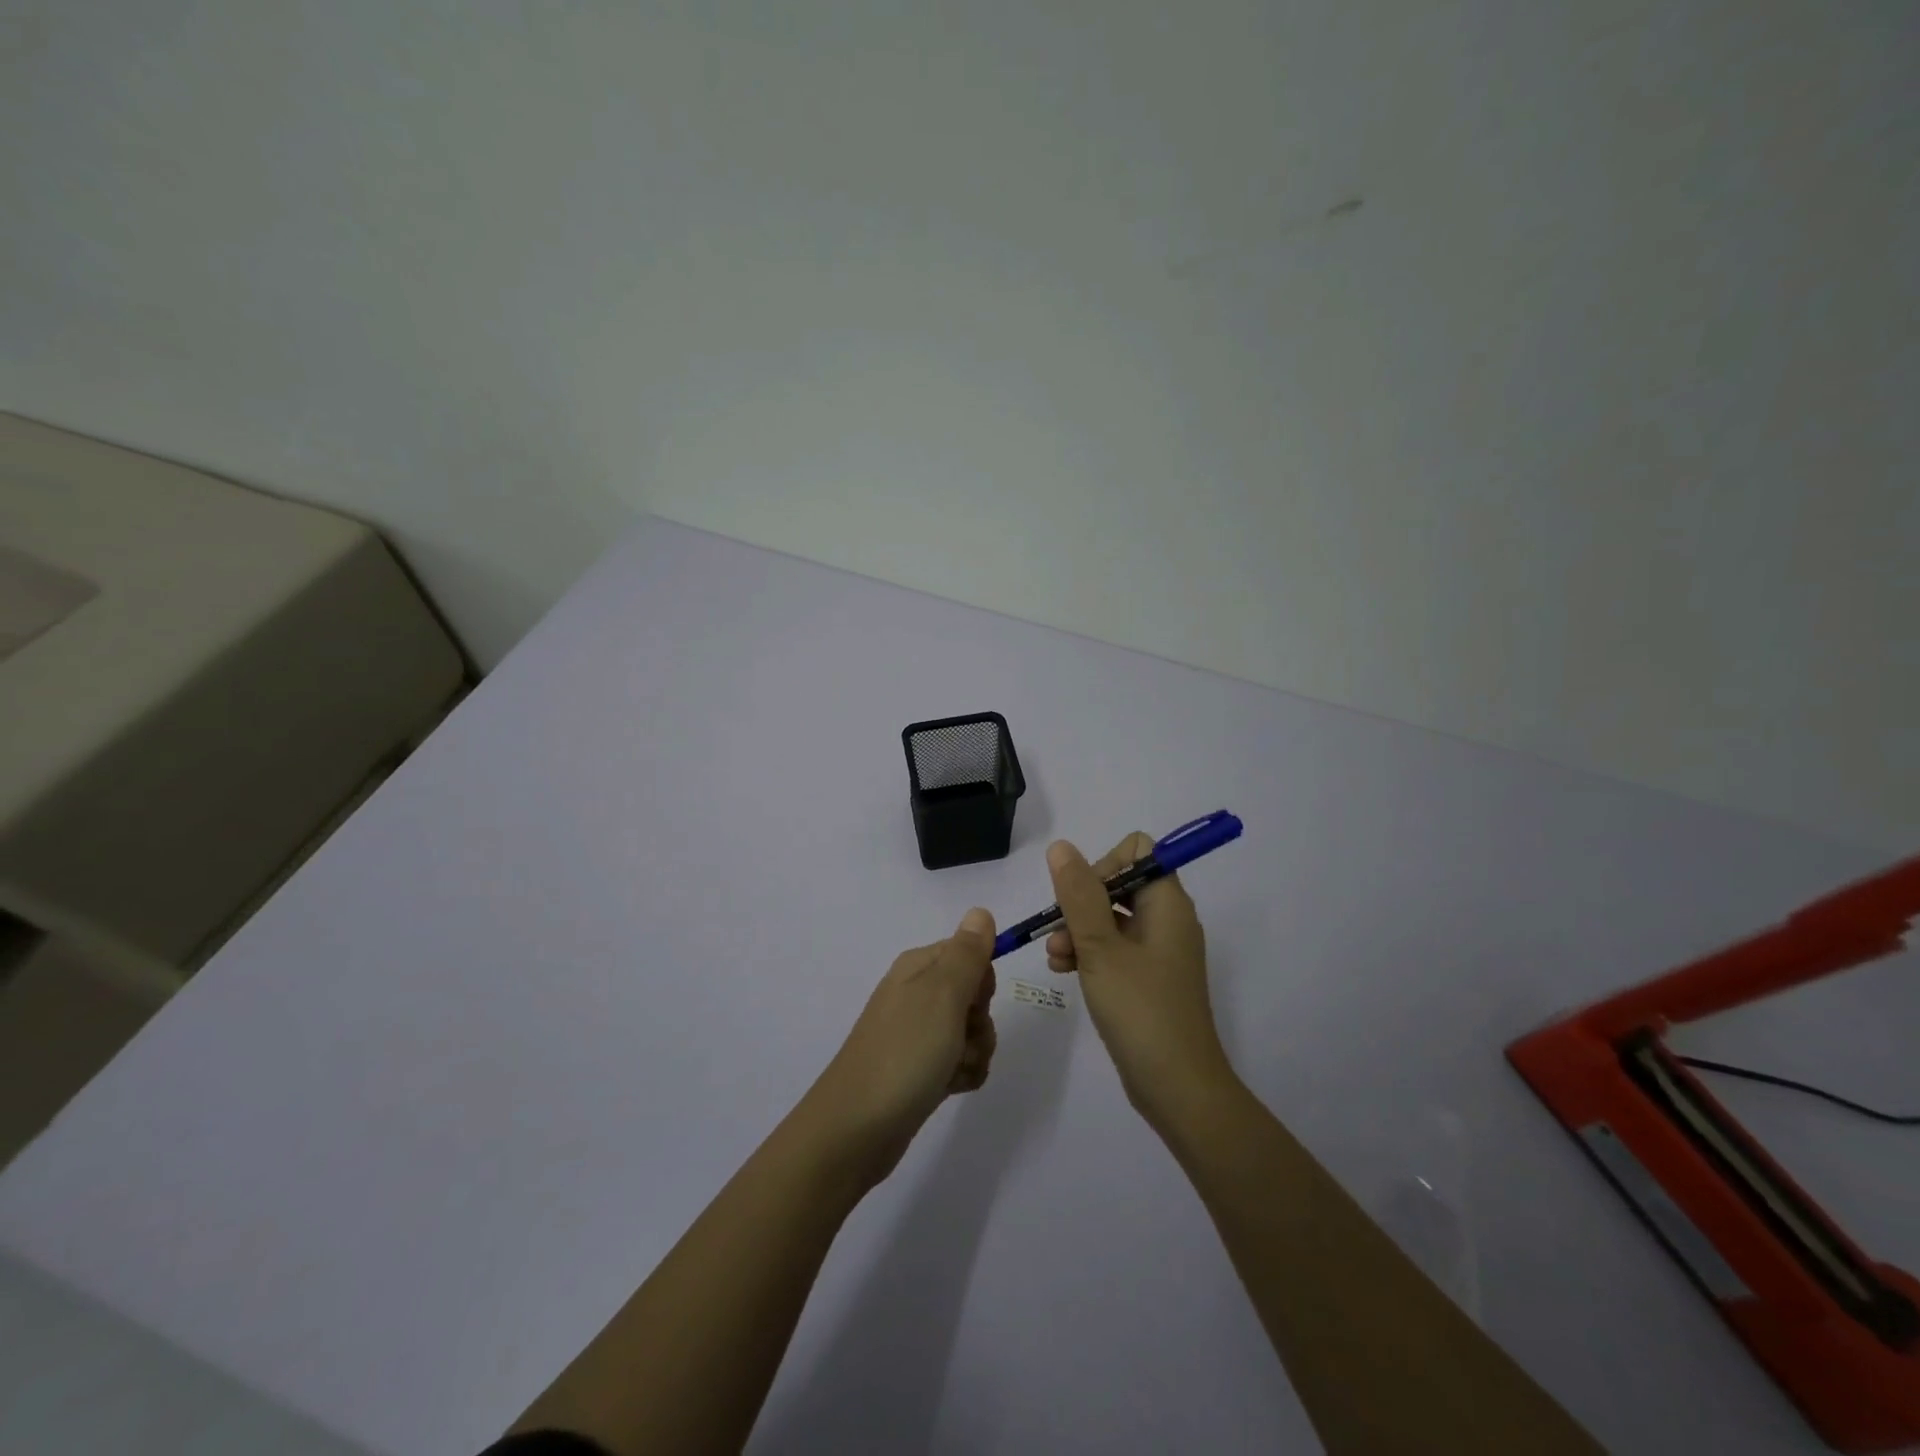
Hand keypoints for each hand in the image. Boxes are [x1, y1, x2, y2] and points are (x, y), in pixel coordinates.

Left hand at [801, 908, 998, 1188]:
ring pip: (972, 1032)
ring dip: (975, 1053)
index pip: (970, 954)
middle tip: (961, 1039)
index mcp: (918, 968)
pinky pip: (960, 1062)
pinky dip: (963, 1075)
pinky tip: (949, 1088)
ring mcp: (916, 1034)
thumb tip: (981, 910)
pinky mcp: (919, 1069)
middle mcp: (916, 994)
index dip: (981, 981)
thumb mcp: (942, 994)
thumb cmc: (904, 1053)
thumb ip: (967, 953)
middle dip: (981, 1021)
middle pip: (974, 995)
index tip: (971, 1003)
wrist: (856, 1129)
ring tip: (952, 1070)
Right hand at [1045, 836, 1235, 1130]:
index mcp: (1168, 903)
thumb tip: (1061, 847)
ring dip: (1077, 929)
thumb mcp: (1101, 947)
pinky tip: (1063, 970)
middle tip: (1059, 929)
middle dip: (1081, 902)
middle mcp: (1167, 920)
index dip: (1104, 864)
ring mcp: (1158, 951)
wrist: (1178, 1087)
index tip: (1081, 896)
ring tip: (1055, 957)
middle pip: (1119, 884)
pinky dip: (1088, 952)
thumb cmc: (1141, 1009)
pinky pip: (1114, 948)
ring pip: (1110, 918)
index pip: (1138, 852)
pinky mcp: (1148, 978)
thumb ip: (1078, 894)